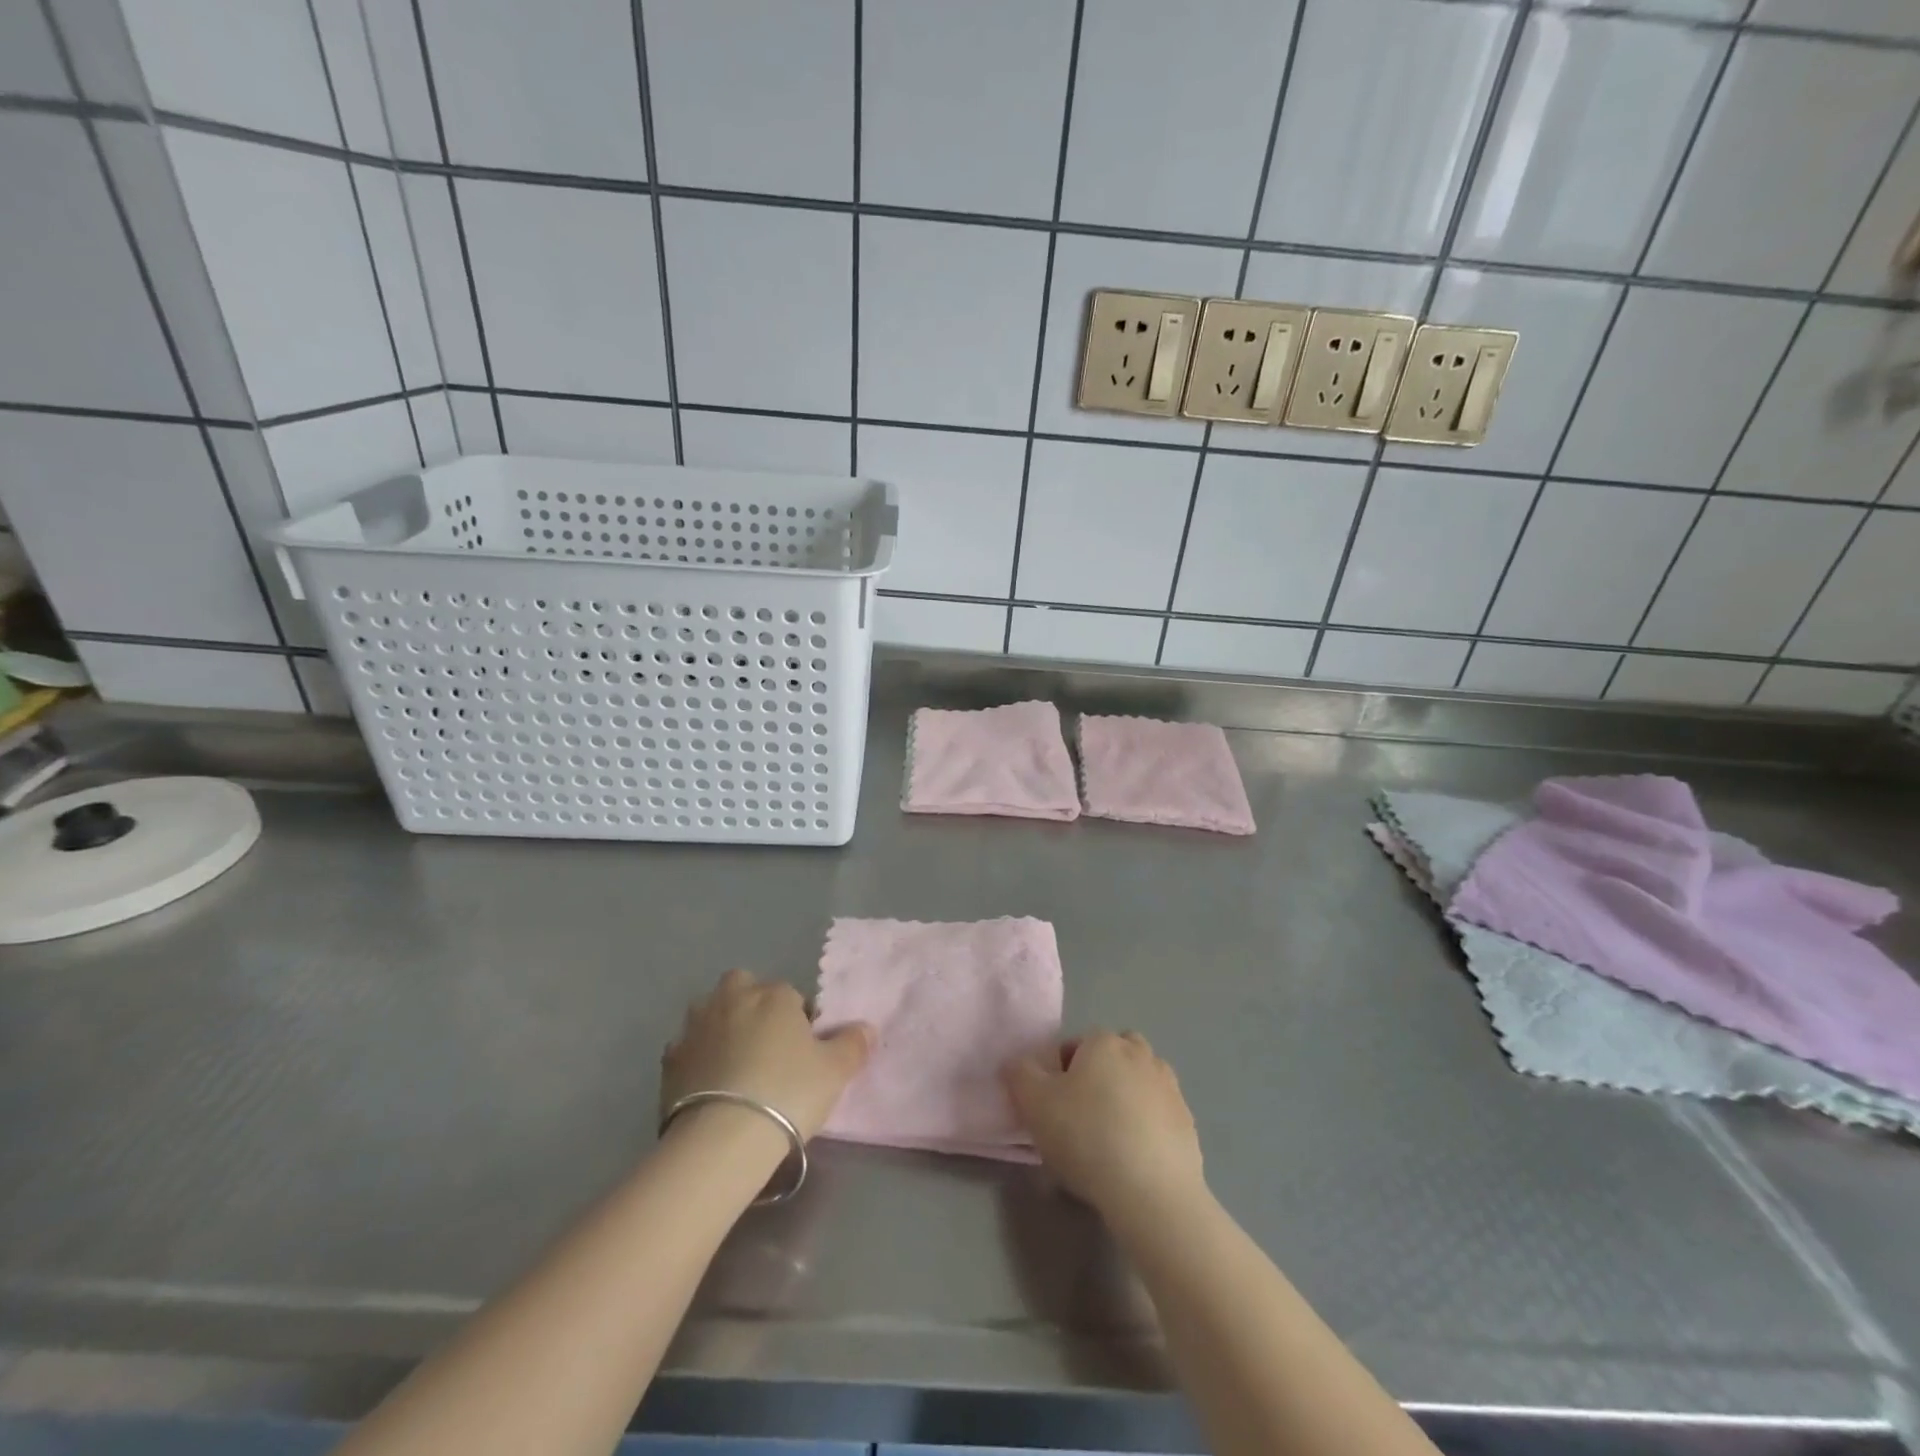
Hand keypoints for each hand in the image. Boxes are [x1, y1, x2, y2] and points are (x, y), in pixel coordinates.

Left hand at [661, 969, 874, 1140]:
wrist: (721, 1139)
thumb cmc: (787, 1092)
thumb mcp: (835, 1071)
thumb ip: (853, 1044)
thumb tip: (865, 1028)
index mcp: (774, 994)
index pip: (792, 995)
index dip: (800, 1021)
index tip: (804, 1051)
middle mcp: (732, 998)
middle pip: (744, 988)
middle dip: (753, 1006)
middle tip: (768, 1047)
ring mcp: (696, 1026)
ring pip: (711, 1013)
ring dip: (722, 1028)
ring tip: (736, 1067)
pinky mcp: (669, 1059)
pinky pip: (689, 1049)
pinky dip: (698, 1060)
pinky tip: (709, 1087)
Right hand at [1003, 1031, 1204, 1217]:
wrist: (1152, 1193)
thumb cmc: (1087, 1137)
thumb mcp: (1035, 1104)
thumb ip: (1020, 1075)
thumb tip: (1018, 1064)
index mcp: (1104, 1043)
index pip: (1075, 1046)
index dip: (1059, 1074)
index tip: (1053, 1107)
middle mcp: (1140, 1054)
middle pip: (1112, 1056)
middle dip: (1097, 1077)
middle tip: (1081, 1116)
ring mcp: (1169, 1087)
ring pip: (1138, 1082)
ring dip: (1125, 1098)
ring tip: (1108, 1139)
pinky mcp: (1187, 1122)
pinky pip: (1158, 1114)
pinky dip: (1146, 1126)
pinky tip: (1133, 1158)